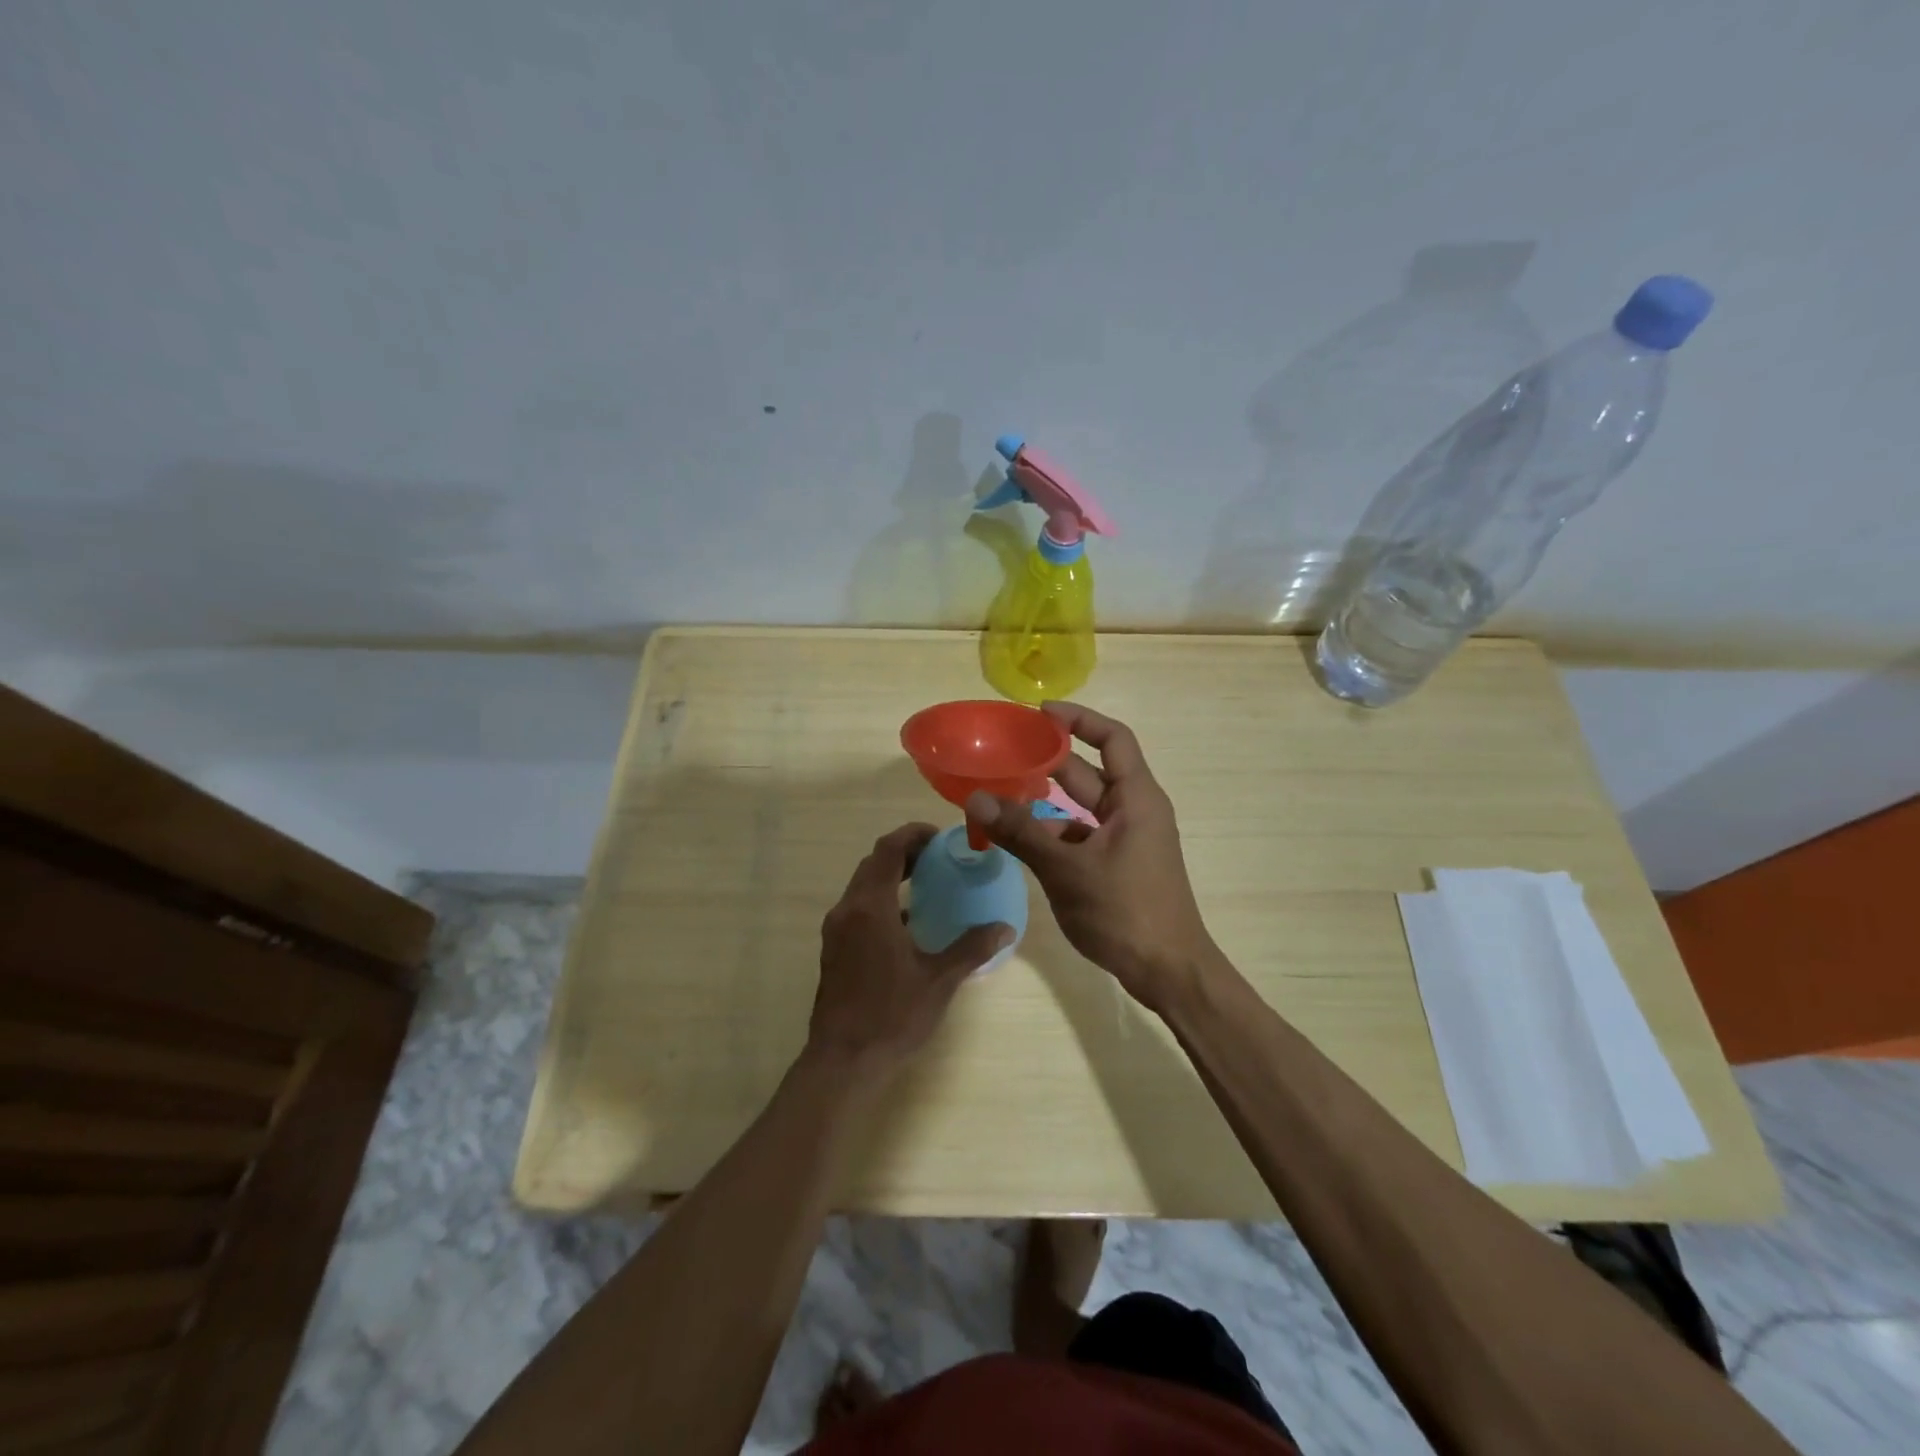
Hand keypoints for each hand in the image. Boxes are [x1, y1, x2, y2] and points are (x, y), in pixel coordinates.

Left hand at [805, 823, 1011, 1082]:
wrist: (843, 1060)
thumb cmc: (892, 1015)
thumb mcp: (939, 980)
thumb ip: (972, 948)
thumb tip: (1005, 928)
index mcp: (871, 907)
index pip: (888, 850)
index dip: (912, 835)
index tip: (939, 836)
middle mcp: (847, 910)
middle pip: (873, 863)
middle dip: (904, 852)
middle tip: (938, 856)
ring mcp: (836, 929)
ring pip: (862, 885)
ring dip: (891, 875)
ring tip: (926, 882)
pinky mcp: (833, 948)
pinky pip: (857, 907)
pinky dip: (881, 900)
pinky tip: (907, 921)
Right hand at [965, 703, 1214, 1013]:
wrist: (1168, 972)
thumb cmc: (1125, 911)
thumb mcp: (1067, 869)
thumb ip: (1021, 832)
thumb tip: (976, 799)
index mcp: (1136, 798)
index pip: (1112, 738)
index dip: (1078, 719)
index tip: (1039, 713)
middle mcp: (1134, 810)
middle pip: (1089, 772)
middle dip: (1048, 761)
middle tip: (1003, 754)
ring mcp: (1126, 839)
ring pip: (1080, 808)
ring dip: (1044, 802)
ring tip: (999, 797)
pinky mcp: (1117, 864)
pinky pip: (1081, 836)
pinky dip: (1053, 834)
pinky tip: (1020, 842)